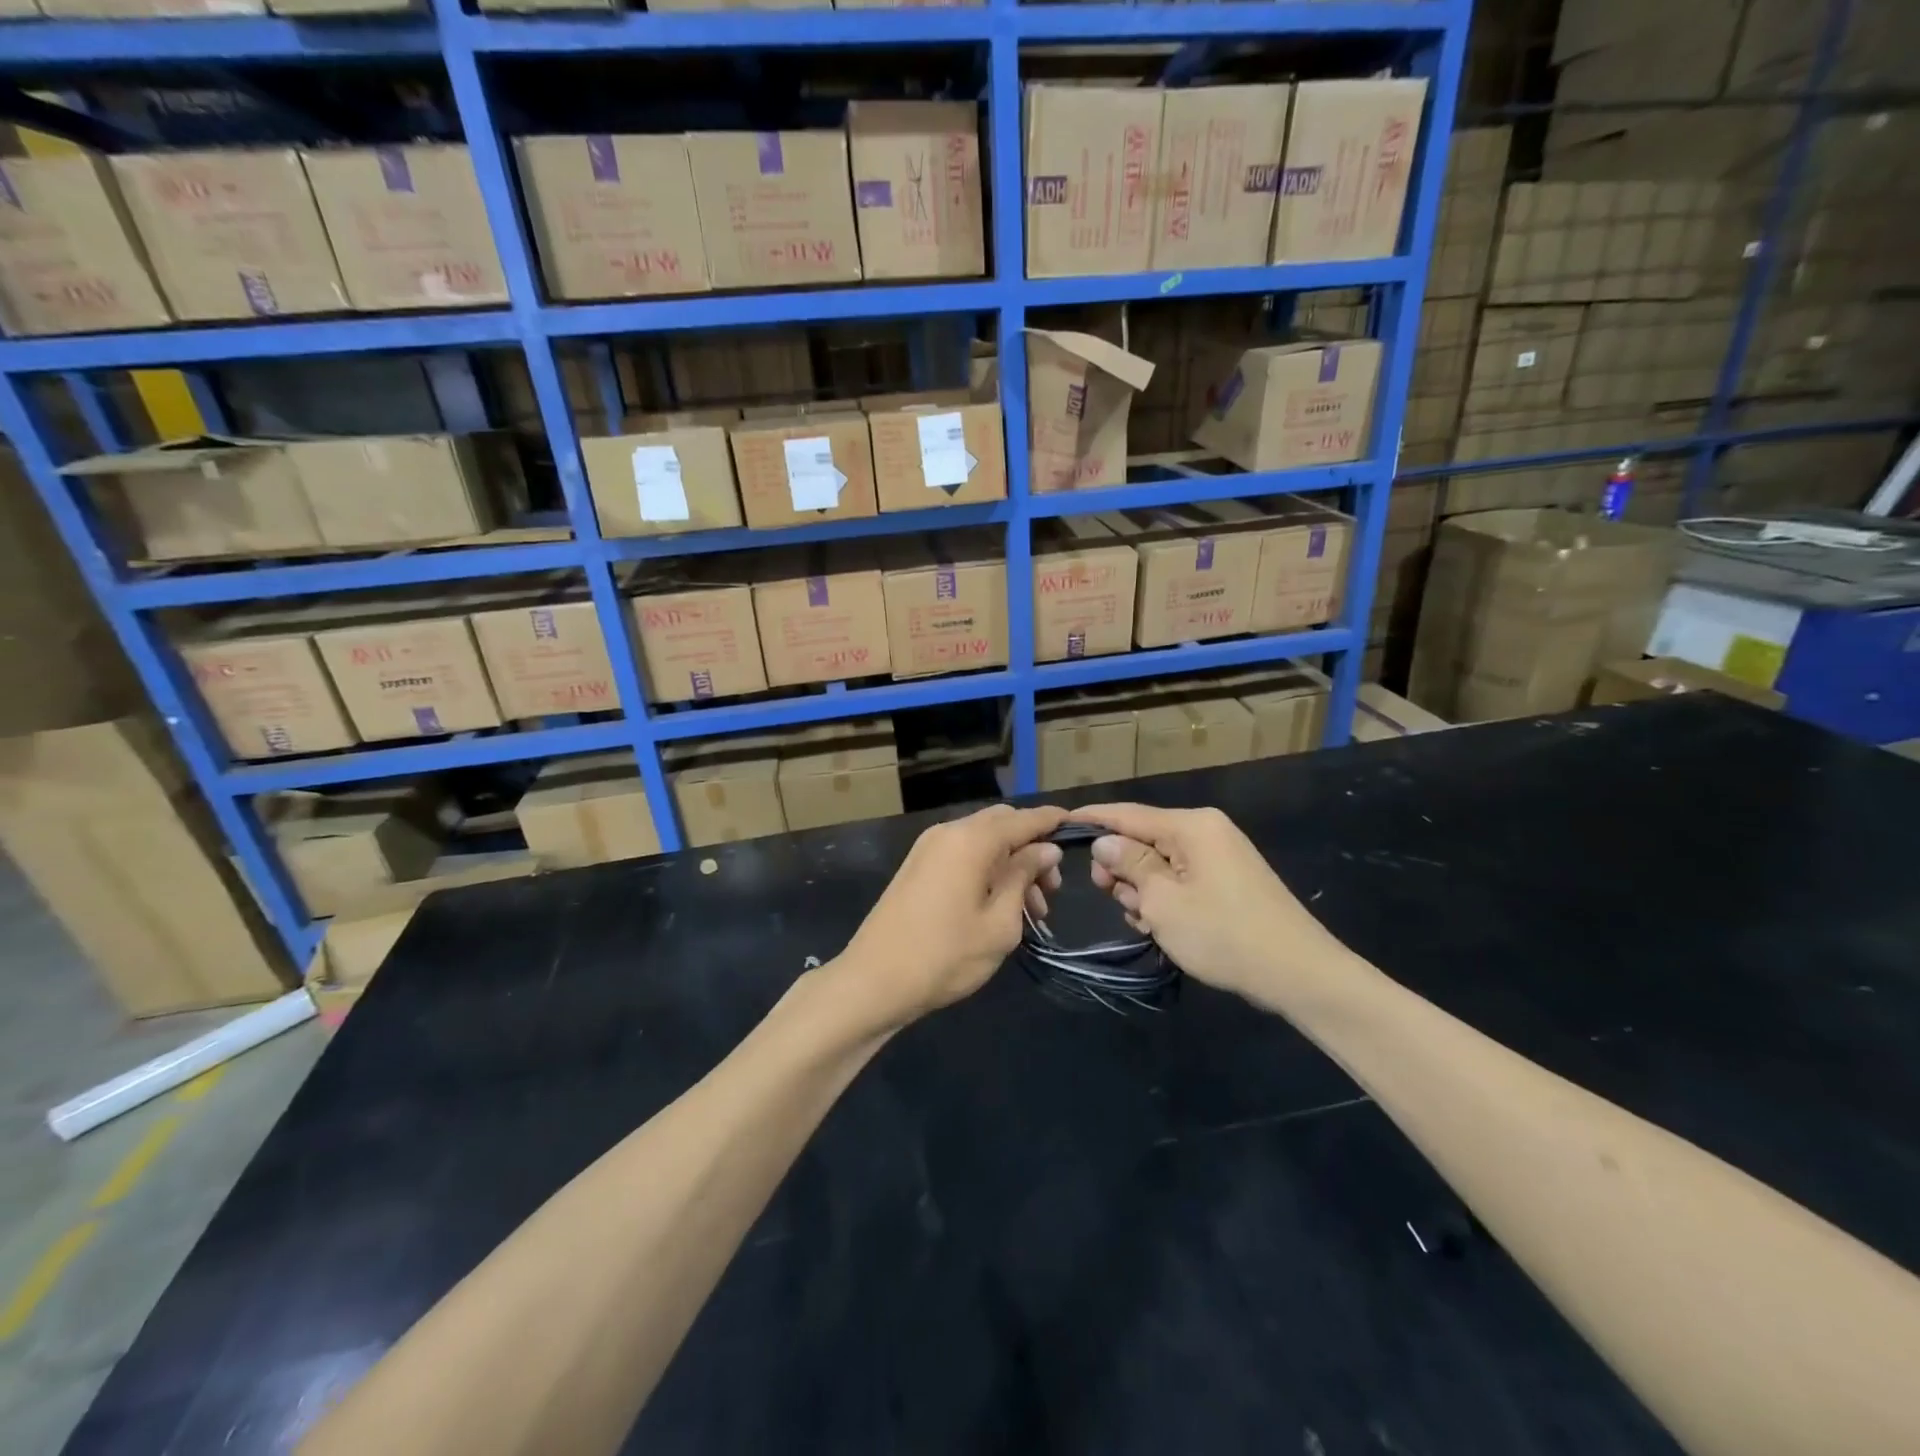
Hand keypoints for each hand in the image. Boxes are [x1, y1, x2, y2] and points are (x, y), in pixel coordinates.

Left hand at [834, 804, 1066, 1025]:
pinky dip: (987, 869)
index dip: (1053, 821)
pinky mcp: (918, 866)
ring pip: (983, 841)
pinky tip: (1001, 905)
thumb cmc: (945, 955)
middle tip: (1051, 890)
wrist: (874, 981)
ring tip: (1032, 911)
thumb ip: (1024, 876)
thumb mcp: (1000, 922)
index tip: (1080, 827)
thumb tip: (1045, 848)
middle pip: (1002, 824)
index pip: (1024, 818)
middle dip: (1032, 849)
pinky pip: (963, 854)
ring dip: (1011, 864)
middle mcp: (949, 832)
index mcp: (971, 840)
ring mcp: (929, 848)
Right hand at [1076, 803, 1346, 1004]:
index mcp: (1191, 826)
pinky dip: (1165, 900)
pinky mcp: (1227, 881)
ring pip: (1159, 864)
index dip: (1092, 819)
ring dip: (1143, 891)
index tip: (1059, 823)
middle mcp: (1205, 832)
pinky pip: (1181, 880)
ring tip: (1147, 923)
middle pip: (1143, 839)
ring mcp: (1219, 857)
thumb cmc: (1224, 934)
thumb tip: (1104, 841)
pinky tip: (1163, 928)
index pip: (1127, 814)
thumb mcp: (1164, 901)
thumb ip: (1129, 865)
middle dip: (1121, 869)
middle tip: (1112, 899)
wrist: (1299, 974)